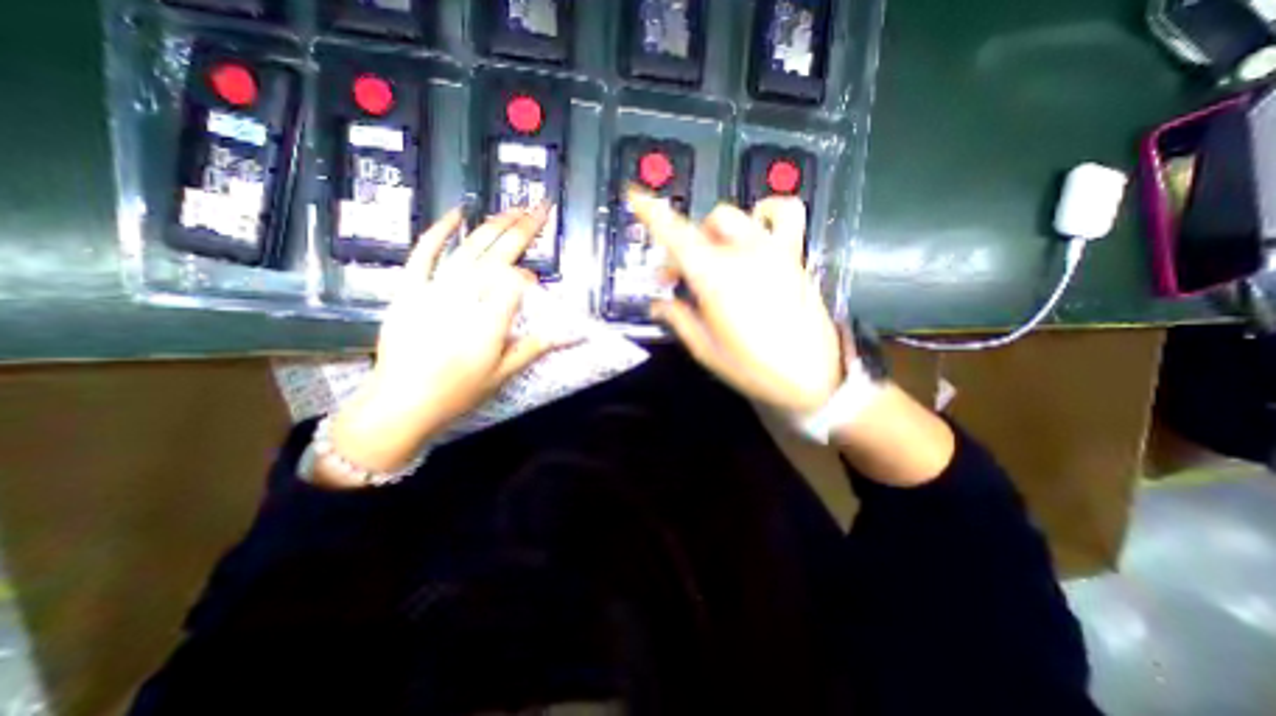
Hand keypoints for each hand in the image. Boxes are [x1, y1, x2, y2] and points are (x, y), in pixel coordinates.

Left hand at [318, 205, 559, 489]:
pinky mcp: (410, 288)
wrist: (402, 402)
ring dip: (494, 225)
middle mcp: (465, 298)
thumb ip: (535, 347)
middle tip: (540, 207)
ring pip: (469, 248)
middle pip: (498, 255)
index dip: (528, 276)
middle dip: (522, 229)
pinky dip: (440, 230)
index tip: (536, 280)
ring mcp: (435, 289)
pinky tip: (458, 212)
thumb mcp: (504, 375)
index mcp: (490, 321)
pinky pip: (425, 253)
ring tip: (514, 208)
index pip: (516, 282)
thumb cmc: (458, 392)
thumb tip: (568, 333)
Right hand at [630, 190, 843, 414]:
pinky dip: (766, 211)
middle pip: (701, 228)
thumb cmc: (754, 369)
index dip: (652, 214)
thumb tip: (659, 305)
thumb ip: (679, 320)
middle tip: (676, 277)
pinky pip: (785, 213)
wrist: (812, 378)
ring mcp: (772, 251)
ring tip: (713, 252)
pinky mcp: (794, 256)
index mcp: (716, 279)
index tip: (635, 196)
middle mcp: (743, 255)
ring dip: (715, 230)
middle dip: (682, 248)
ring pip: (735, 215)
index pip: (676, 236)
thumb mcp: (706, 350)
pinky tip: (756, 229)